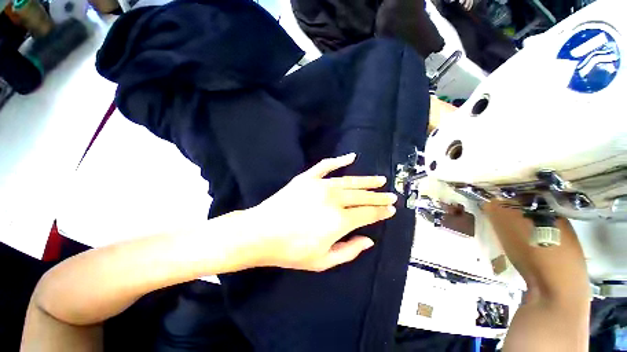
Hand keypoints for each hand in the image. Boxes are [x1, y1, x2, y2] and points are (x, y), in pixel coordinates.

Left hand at [245, 153, 397, 271]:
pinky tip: (351, 157)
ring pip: (349, 181)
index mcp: (339, 221)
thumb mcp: (323, 261)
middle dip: (378, 196)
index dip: (381, 211)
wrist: (261, 233)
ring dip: (366, 180)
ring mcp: (319, 185)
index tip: (392, 209)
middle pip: (362, 196)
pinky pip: (326, 166)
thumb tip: (369, 240)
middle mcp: (333, 200)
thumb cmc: (291, 251)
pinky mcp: (307, 178)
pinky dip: (339, 160)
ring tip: (379, 179)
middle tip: (391, 194)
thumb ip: (349, 251)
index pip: (367, 213)